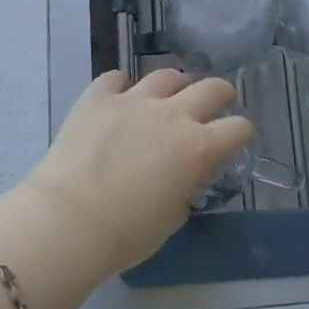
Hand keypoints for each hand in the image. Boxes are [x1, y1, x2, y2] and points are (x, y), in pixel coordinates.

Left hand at [26, 70, 253, 274]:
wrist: (68, 218)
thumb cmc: (125, 233)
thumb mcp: (172, 217)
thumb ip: (186, 187)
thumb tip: (184, 176)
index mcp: (197, 148)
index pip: (237, 128)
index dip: (240, 133)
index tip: (235, 138)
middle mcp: (173, 114)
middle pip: (211, 87)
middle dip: (220, 94)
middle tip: (217, 101)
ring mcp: (134, 99)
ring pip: (166, 75)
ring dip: (175, 85)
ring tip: (169, 94)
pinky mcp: (99, 96)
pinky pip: (116, 78)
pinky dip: (122, 86)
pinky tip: (119, 97)